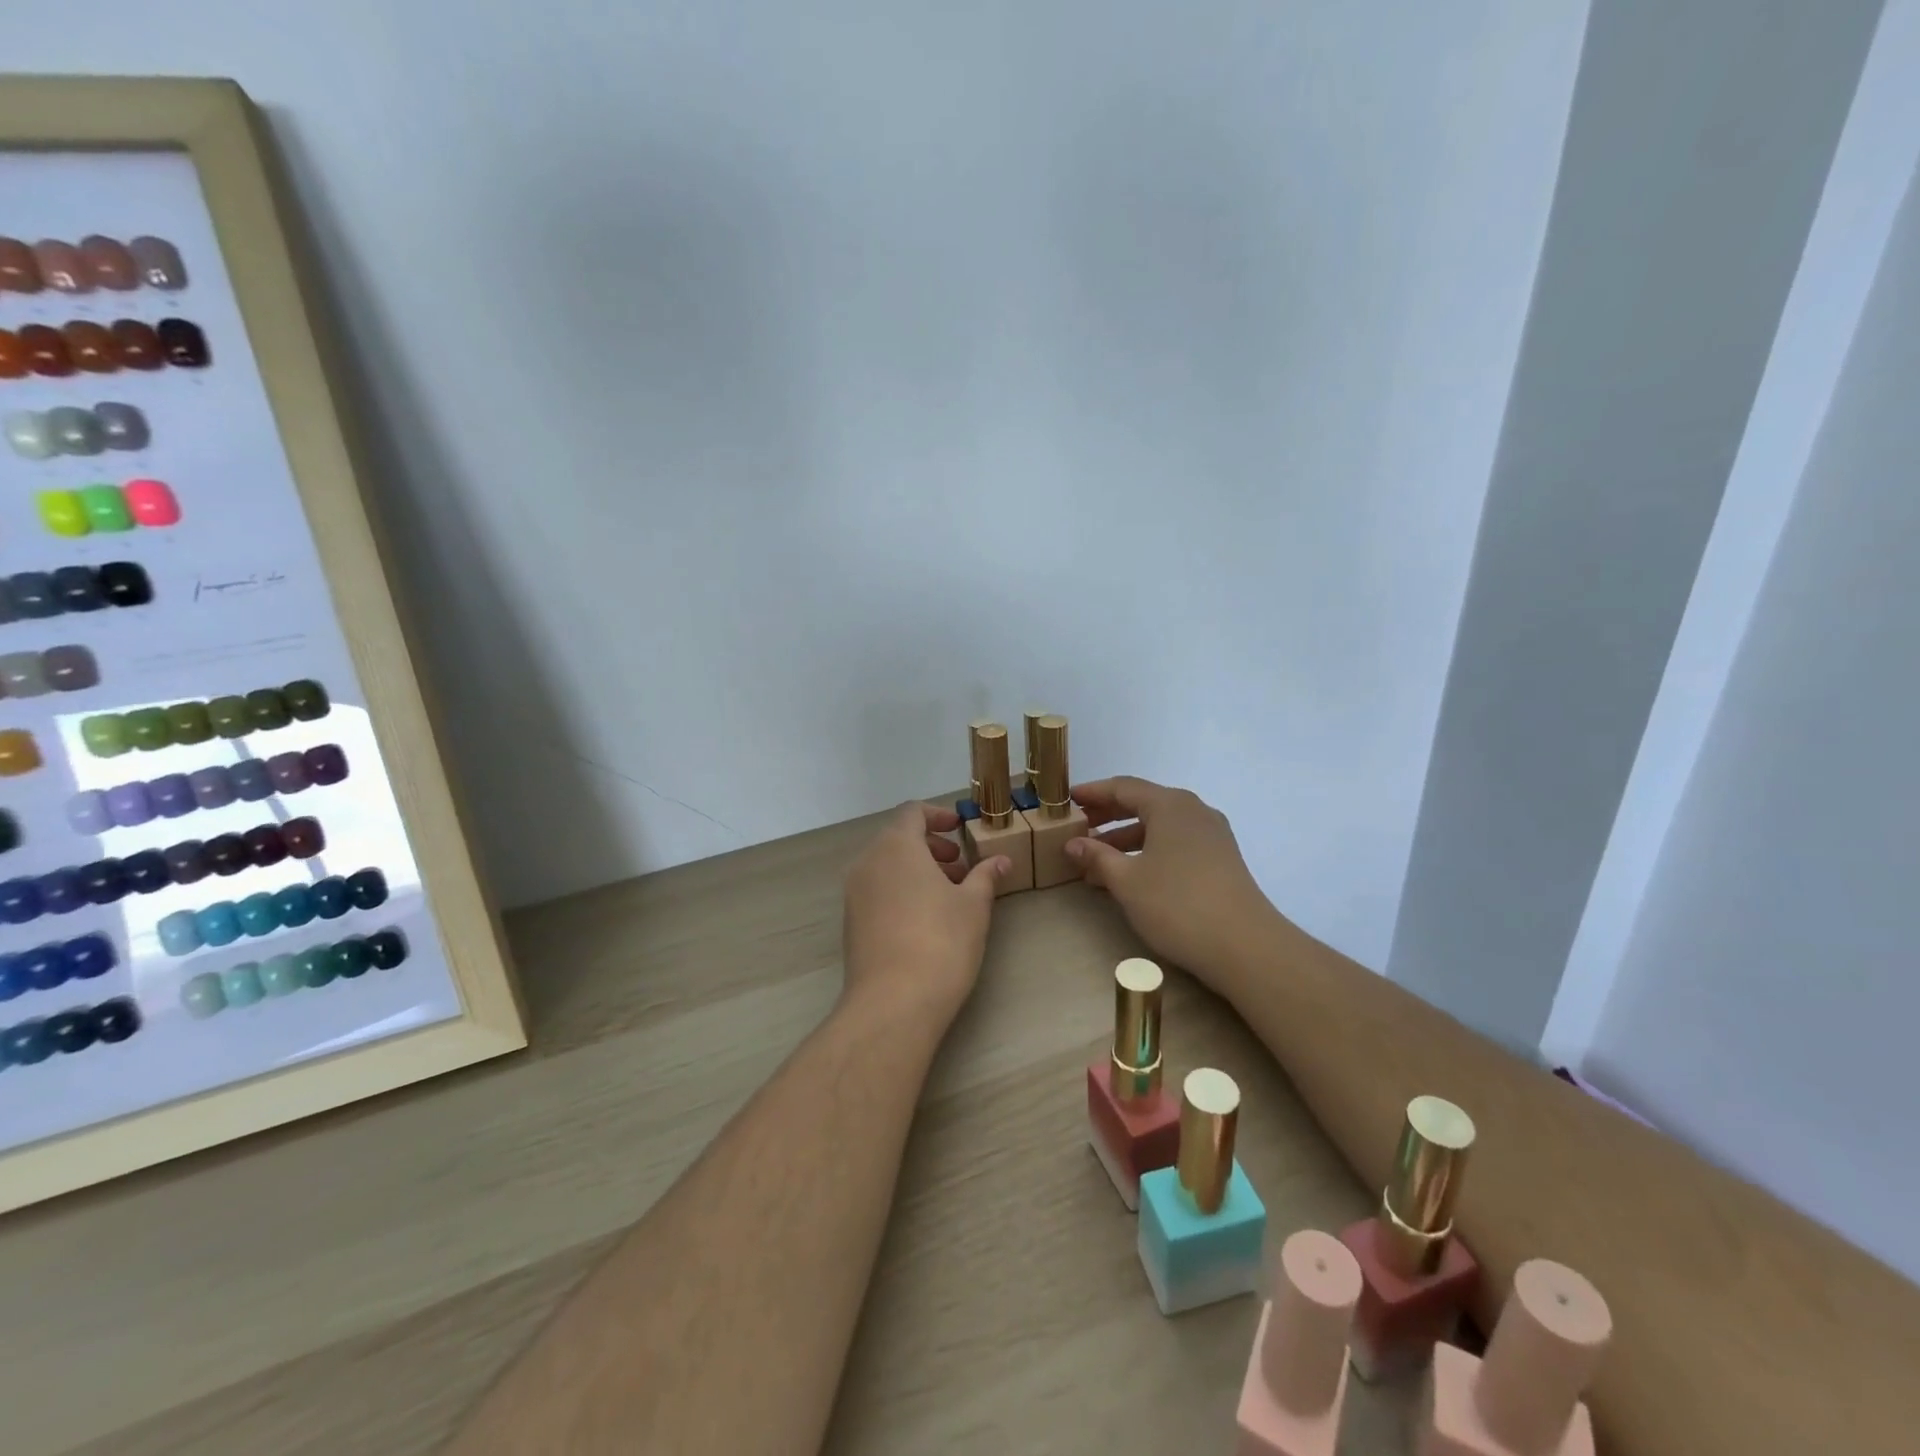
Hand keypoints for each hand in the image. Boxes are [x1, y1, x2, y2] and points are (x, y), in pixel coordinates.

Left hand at [841, 803, 1007, 1027]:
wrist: (893, 1003)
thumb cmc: (941, 941)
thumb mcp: (974, 905)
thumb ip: (985, 876)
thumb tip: (1000, 860)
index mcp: (896, 846)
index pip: (912, 812)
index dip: (938, 815)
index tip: (960, 829)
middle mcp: (868, 862)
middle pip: (898, 839)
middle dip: (931, 847)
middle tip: (961, 866)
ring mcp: (854, 894)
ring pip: (886, 866)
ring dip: (917, 870)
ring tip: (949, 895)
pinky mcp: (851, 922)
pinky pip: (877, 891)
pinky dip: (900, 890)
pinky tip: (926, 920)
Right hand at [1065, 776, 1278, 988]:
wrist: (1244, 946)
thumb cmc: (1177, 904)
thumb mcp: (1127, 880)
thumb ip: (1097, 857)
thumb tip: (1073, 843)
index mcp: (1170, 805)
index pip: (1123, 787)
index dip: (1093, 792)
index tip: (1067, 800)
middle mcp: (1193, 811)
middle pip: (1143, 803)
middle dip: (1107, 815)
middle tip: (1077, 828)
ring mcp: (1211, 835)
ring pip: (1159, 826)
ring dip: (1126, 838)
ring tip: (1096, 859)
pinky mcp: (1220, 859)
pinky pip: (1175, 843)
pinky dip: (1148, 851)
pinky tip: (1130, 874)